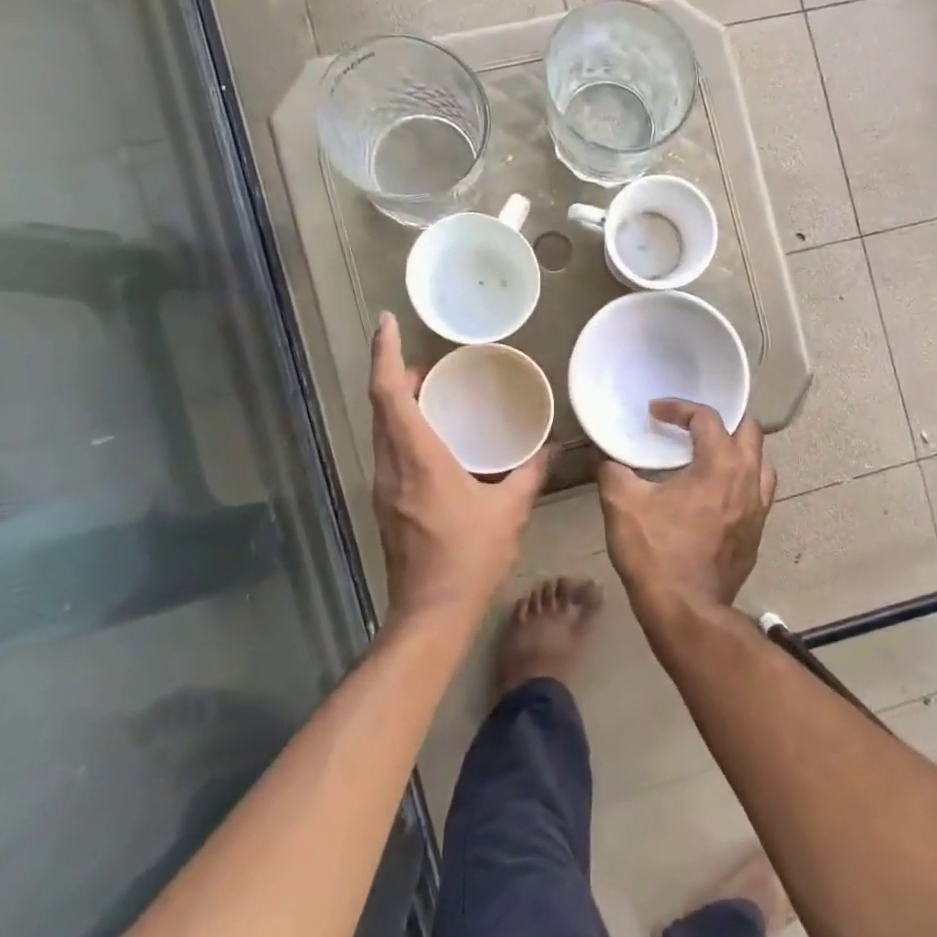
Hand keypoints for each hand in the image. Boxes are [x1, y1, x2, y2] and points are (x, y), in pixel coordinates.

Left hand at [369, 313, 548, 620]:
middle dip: (395, 373)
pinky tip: (433, 440)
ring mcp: (383, 487)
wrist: (431, 612)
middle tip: (425, 358)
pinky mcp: (386, 505)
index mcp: (418, 459)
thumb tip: (554, 448)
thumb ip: (531, 473)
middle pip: (381, 407)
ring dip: (397, 402)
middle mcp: (391, 467)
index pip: (390, 394)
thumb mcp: (509, 511)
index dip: (385, 354)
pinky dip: (403, 430)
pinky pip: (389, 452)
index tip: (387, 323)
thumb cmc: (471, 557)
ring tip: (431, 391)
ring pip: (382, 430)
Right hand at [597, 399, 776, 616]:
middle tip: (695, 424)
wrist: (686, 611)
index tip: (656, 411)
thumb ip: (612, 471)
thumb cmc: (656, 552)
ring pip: (761, 463)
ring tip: (713, 454)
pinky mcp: (757, 534)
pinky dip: (743, 481)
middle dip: (723, 420)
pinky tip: (719, 494)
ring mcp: (759, 509)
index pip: (707, 418)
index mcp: (720, 464)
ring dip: (740, 451)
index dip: (680, 408)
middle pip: (748, 432)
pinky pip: (758, 494)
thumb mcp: (622, 504)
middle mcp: (748, 480)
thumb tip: (605, 458)